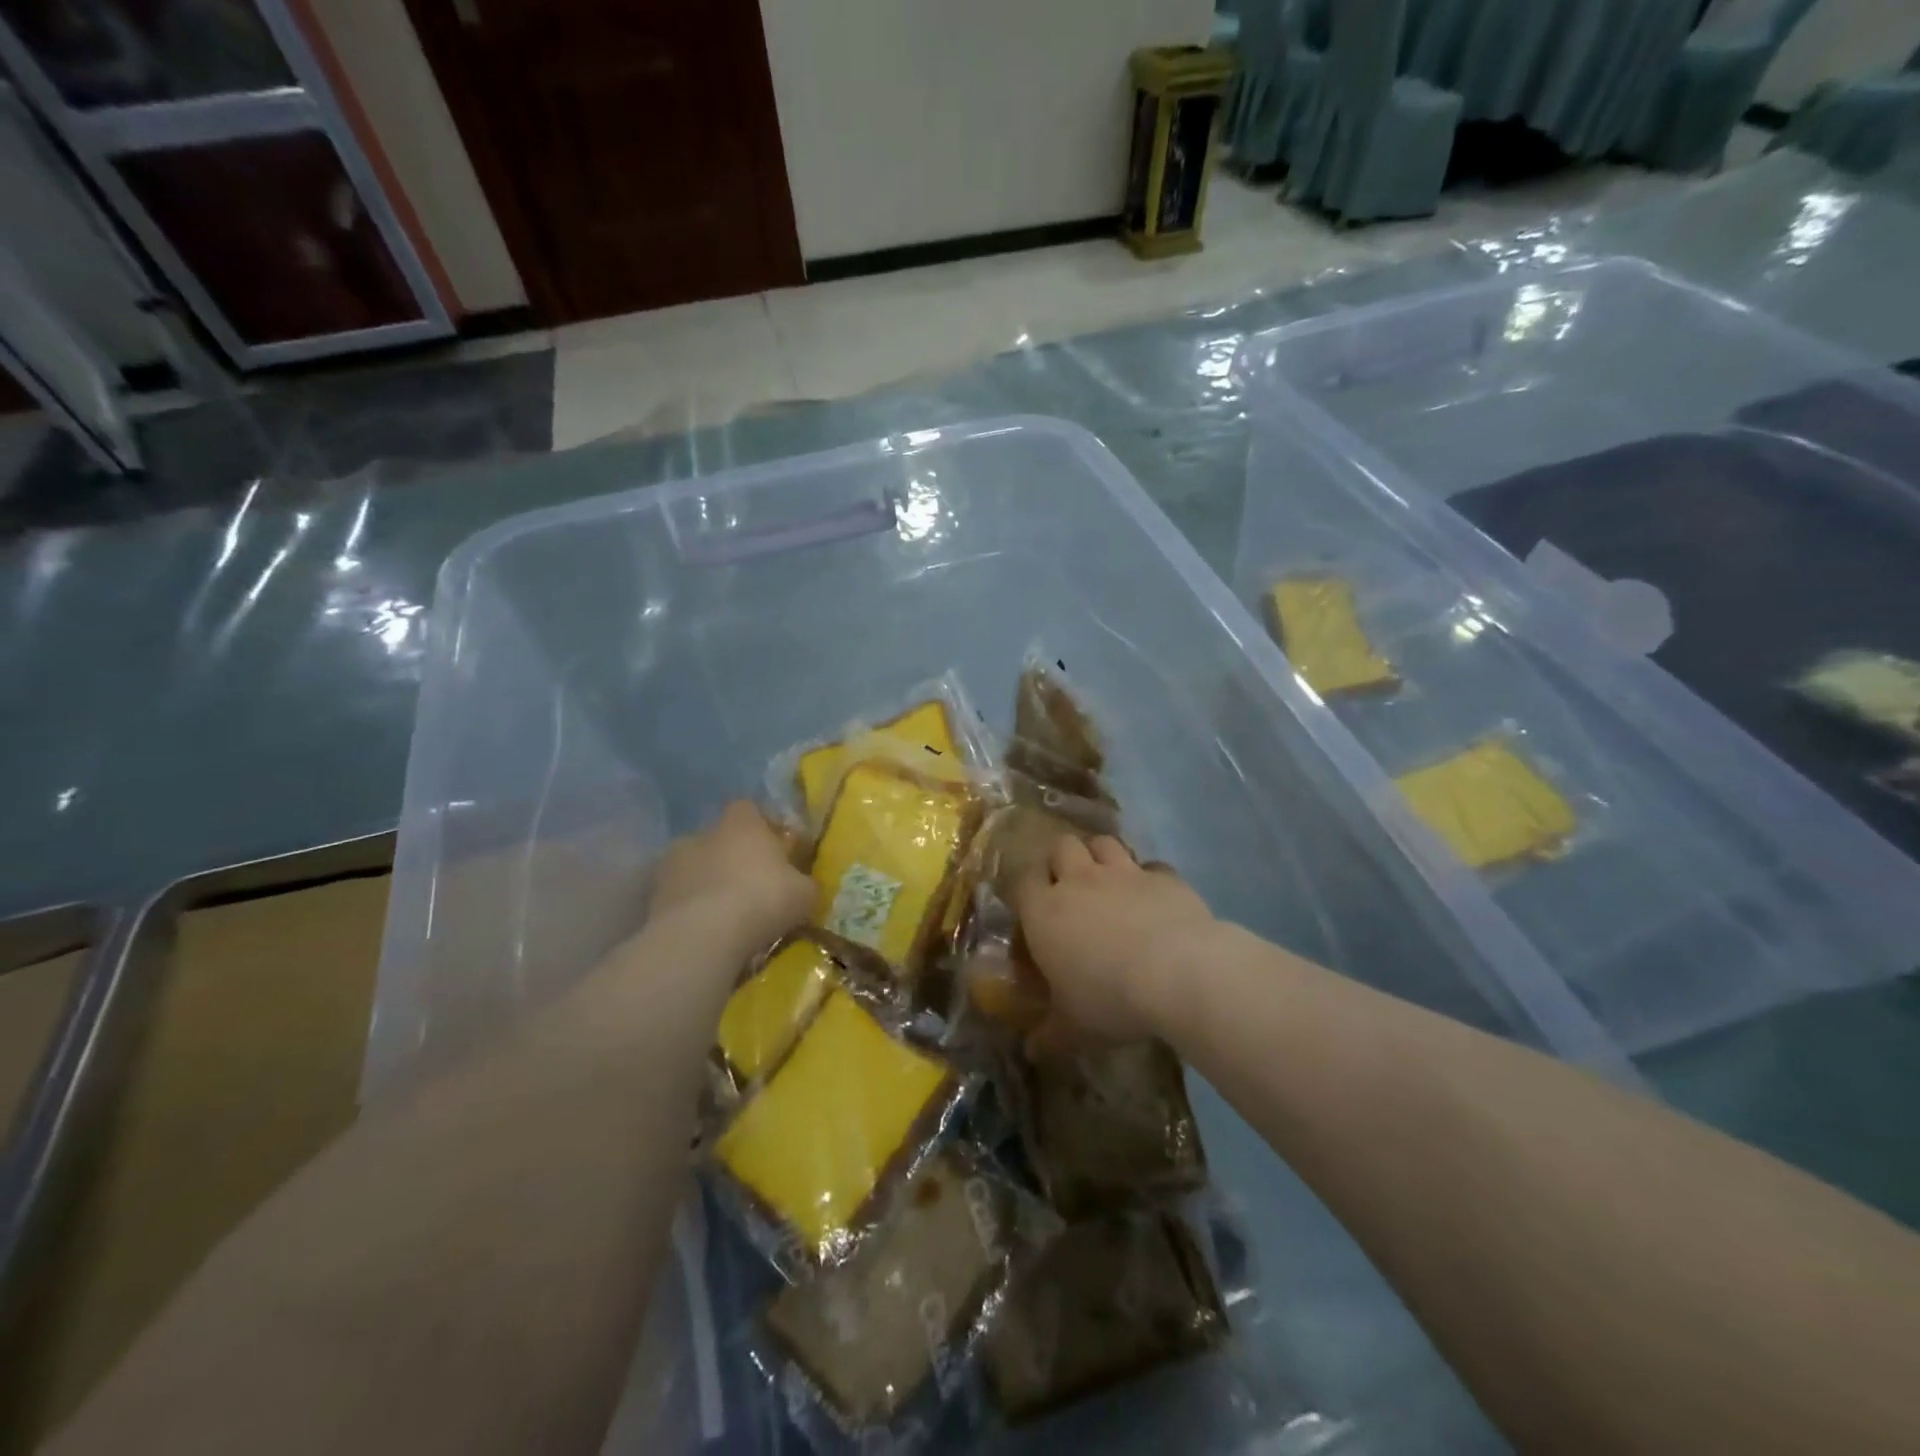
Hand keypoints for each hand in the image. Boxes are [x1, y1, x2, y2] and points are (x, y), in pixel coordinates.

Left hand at [649, 801, 811, 945]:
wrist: (704, 937)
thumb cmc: (763, 899)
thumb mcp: (804, 893)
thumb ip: (802, 883)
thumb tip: (801, 886)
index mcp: (741, 822)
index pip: (749, 809)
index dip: (762, 827)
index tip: (775, 851)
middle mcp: (702, 833)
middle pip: (719, 839)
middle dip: (731, 858)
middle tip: (751, 888)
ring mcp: (672, 864)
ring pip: (694, 868)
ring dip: (706, 885)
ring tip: (725, 916)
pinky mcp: (652, 898)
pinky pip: (677, 899)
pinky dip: (689, 911)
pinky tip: (706, 933)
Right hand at [1011, 835, 1214, 1051]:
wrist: (1178, 973)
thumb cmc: (1110, 999)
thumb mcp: (1074, 1028)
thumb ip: (1050, 1034)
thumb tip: (1032, 1050)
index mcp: (1045, 911)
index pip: (1022, 881)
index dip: (1025, 888)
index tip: (1031, 906)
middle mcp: (1080, 881)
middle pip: (1062, 846)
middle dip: (1063, 860)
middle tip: (1070, 887)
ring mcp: (1124, 873)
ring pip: (1104, 842)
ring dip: (1101, 855)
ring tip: (1109, 880)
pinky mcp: (1164, 877)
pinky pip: (1152, 866)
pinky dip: (1150, 878)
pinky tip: (1156, 898)